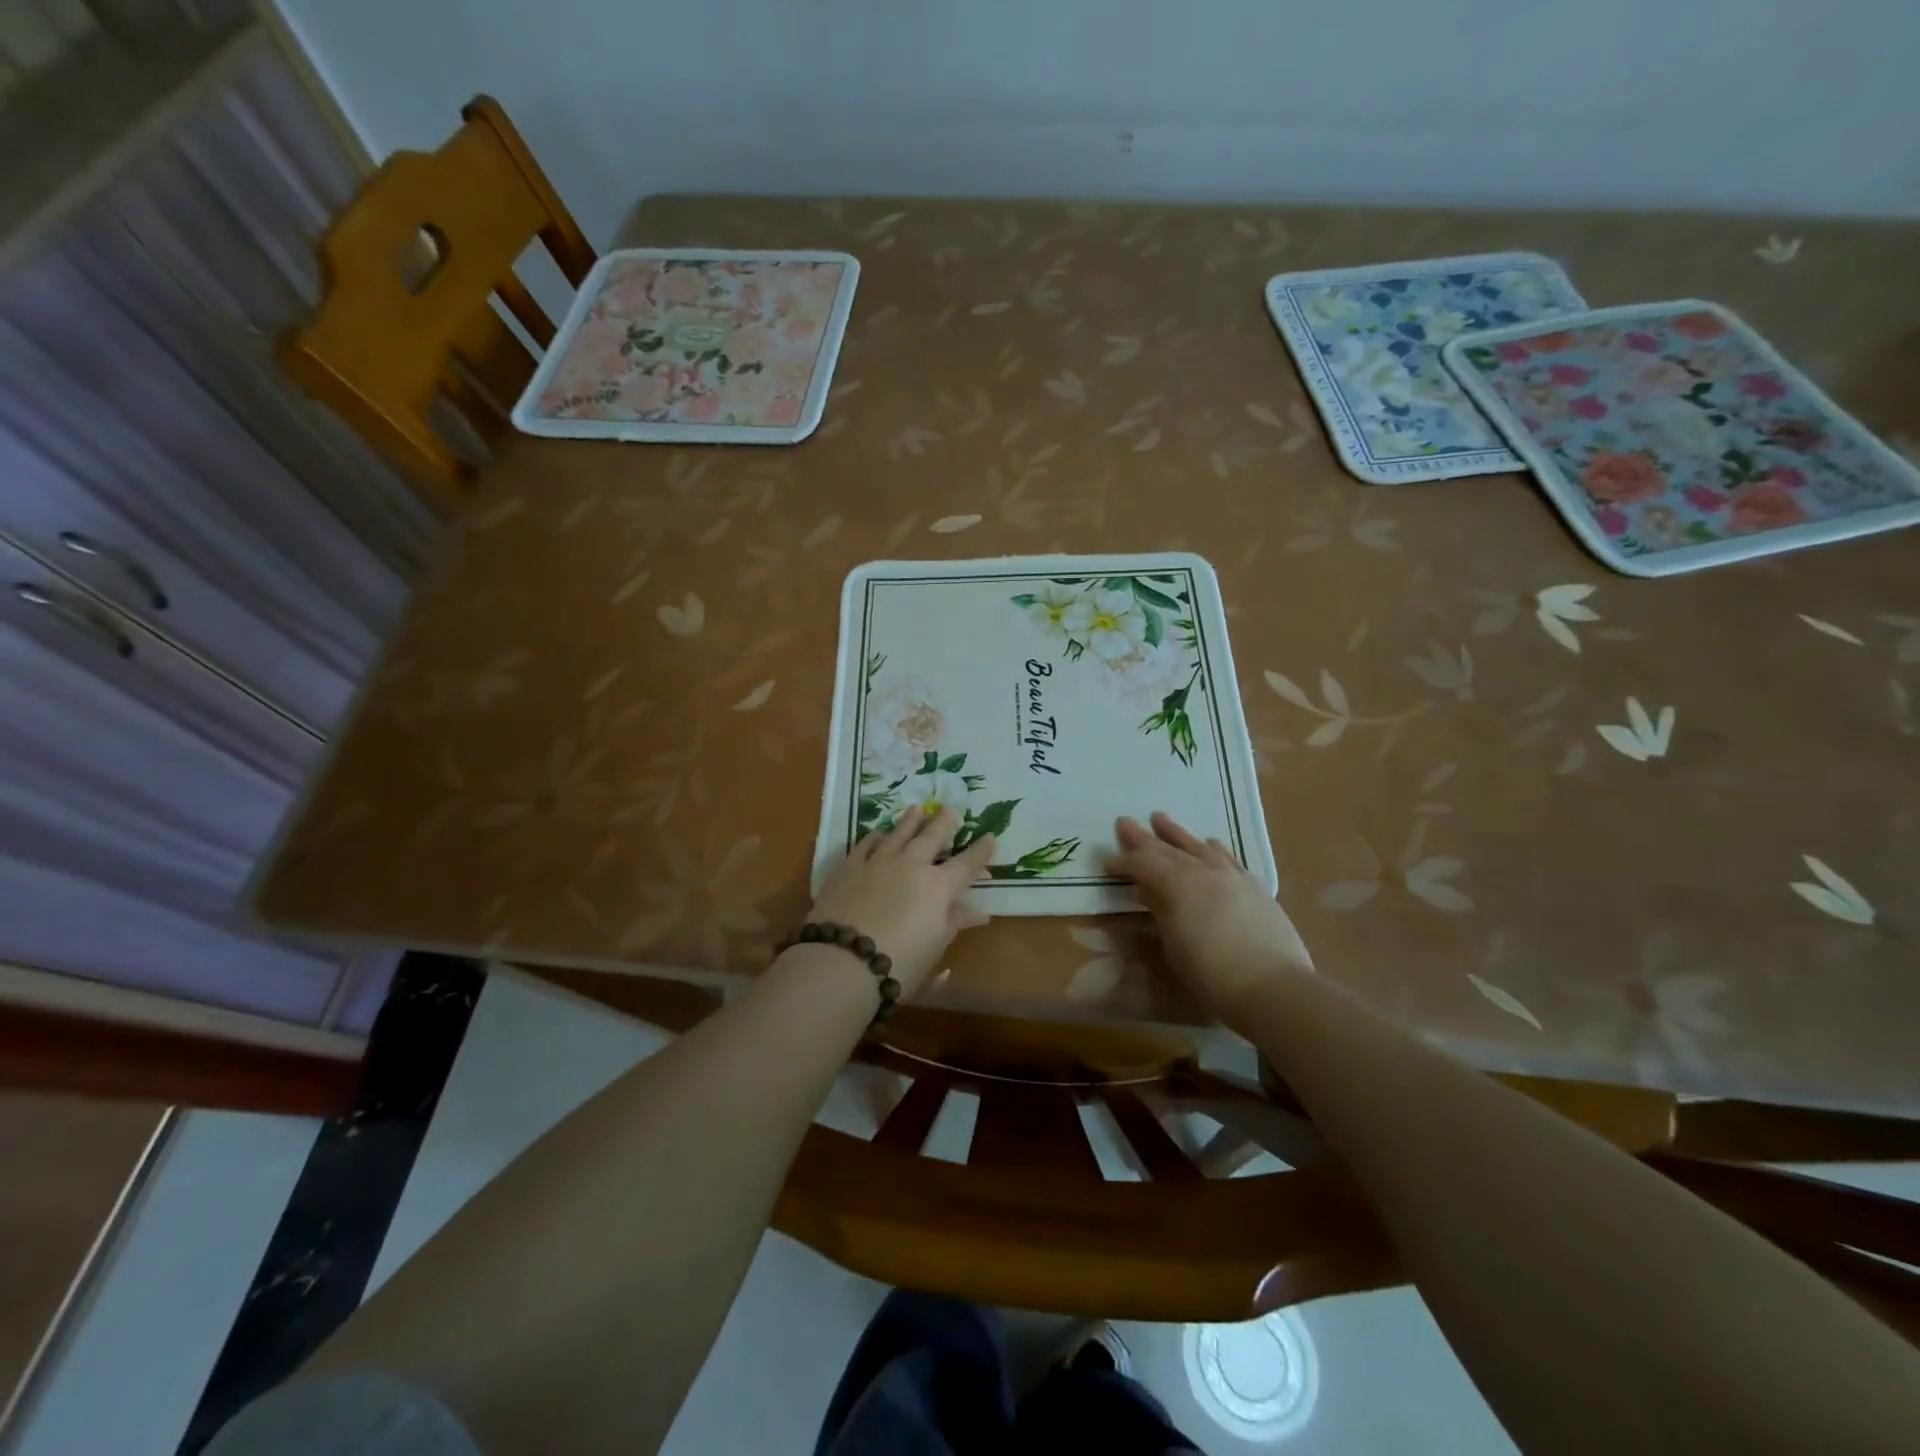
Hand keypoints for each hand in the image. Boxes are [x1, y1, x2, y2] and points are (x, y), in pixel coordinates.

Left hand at [803, 807, 995, 995]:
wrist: (842, 961)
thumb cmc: (898, 964)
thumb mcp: (934, 948)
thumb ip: (955, 923)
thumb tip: (980, 912)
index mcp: (938, 888)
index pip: (966, 864)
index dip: (980, 851)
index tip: (990, 837)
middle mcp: (911, 866)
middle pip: (932, 837)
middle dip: (945, 823)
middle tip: (951, 810)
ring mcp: (878, 862)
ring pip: (898, 833)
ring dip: (911, 821)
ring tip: (918, 808)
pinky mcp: (849, 867)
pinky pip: (866, 845)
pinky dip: (875, 837)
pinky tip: (878, 833)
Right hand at [1106, 811, 1314, 1022]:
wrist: (1274, 988)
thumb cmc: (1211, 975)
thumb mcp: (1173, 946)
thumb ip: (1159, 911)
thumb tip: (1147, 890)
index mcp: (1175, 884)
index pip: (1141, 864)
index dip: (1122, 862)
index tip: (1106, 862)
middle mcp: (1202, 870)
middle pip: (1166, 849)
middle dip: (1143, 838)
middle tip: (1124, 822)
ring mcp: (1231, 875)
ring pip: (1197, 846)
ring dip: (1176, 834)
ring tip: (1160, 818)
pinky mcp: (1253, 886)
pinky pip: (1227, 857)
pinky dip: (1212, 847)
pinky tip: (1209, 842)